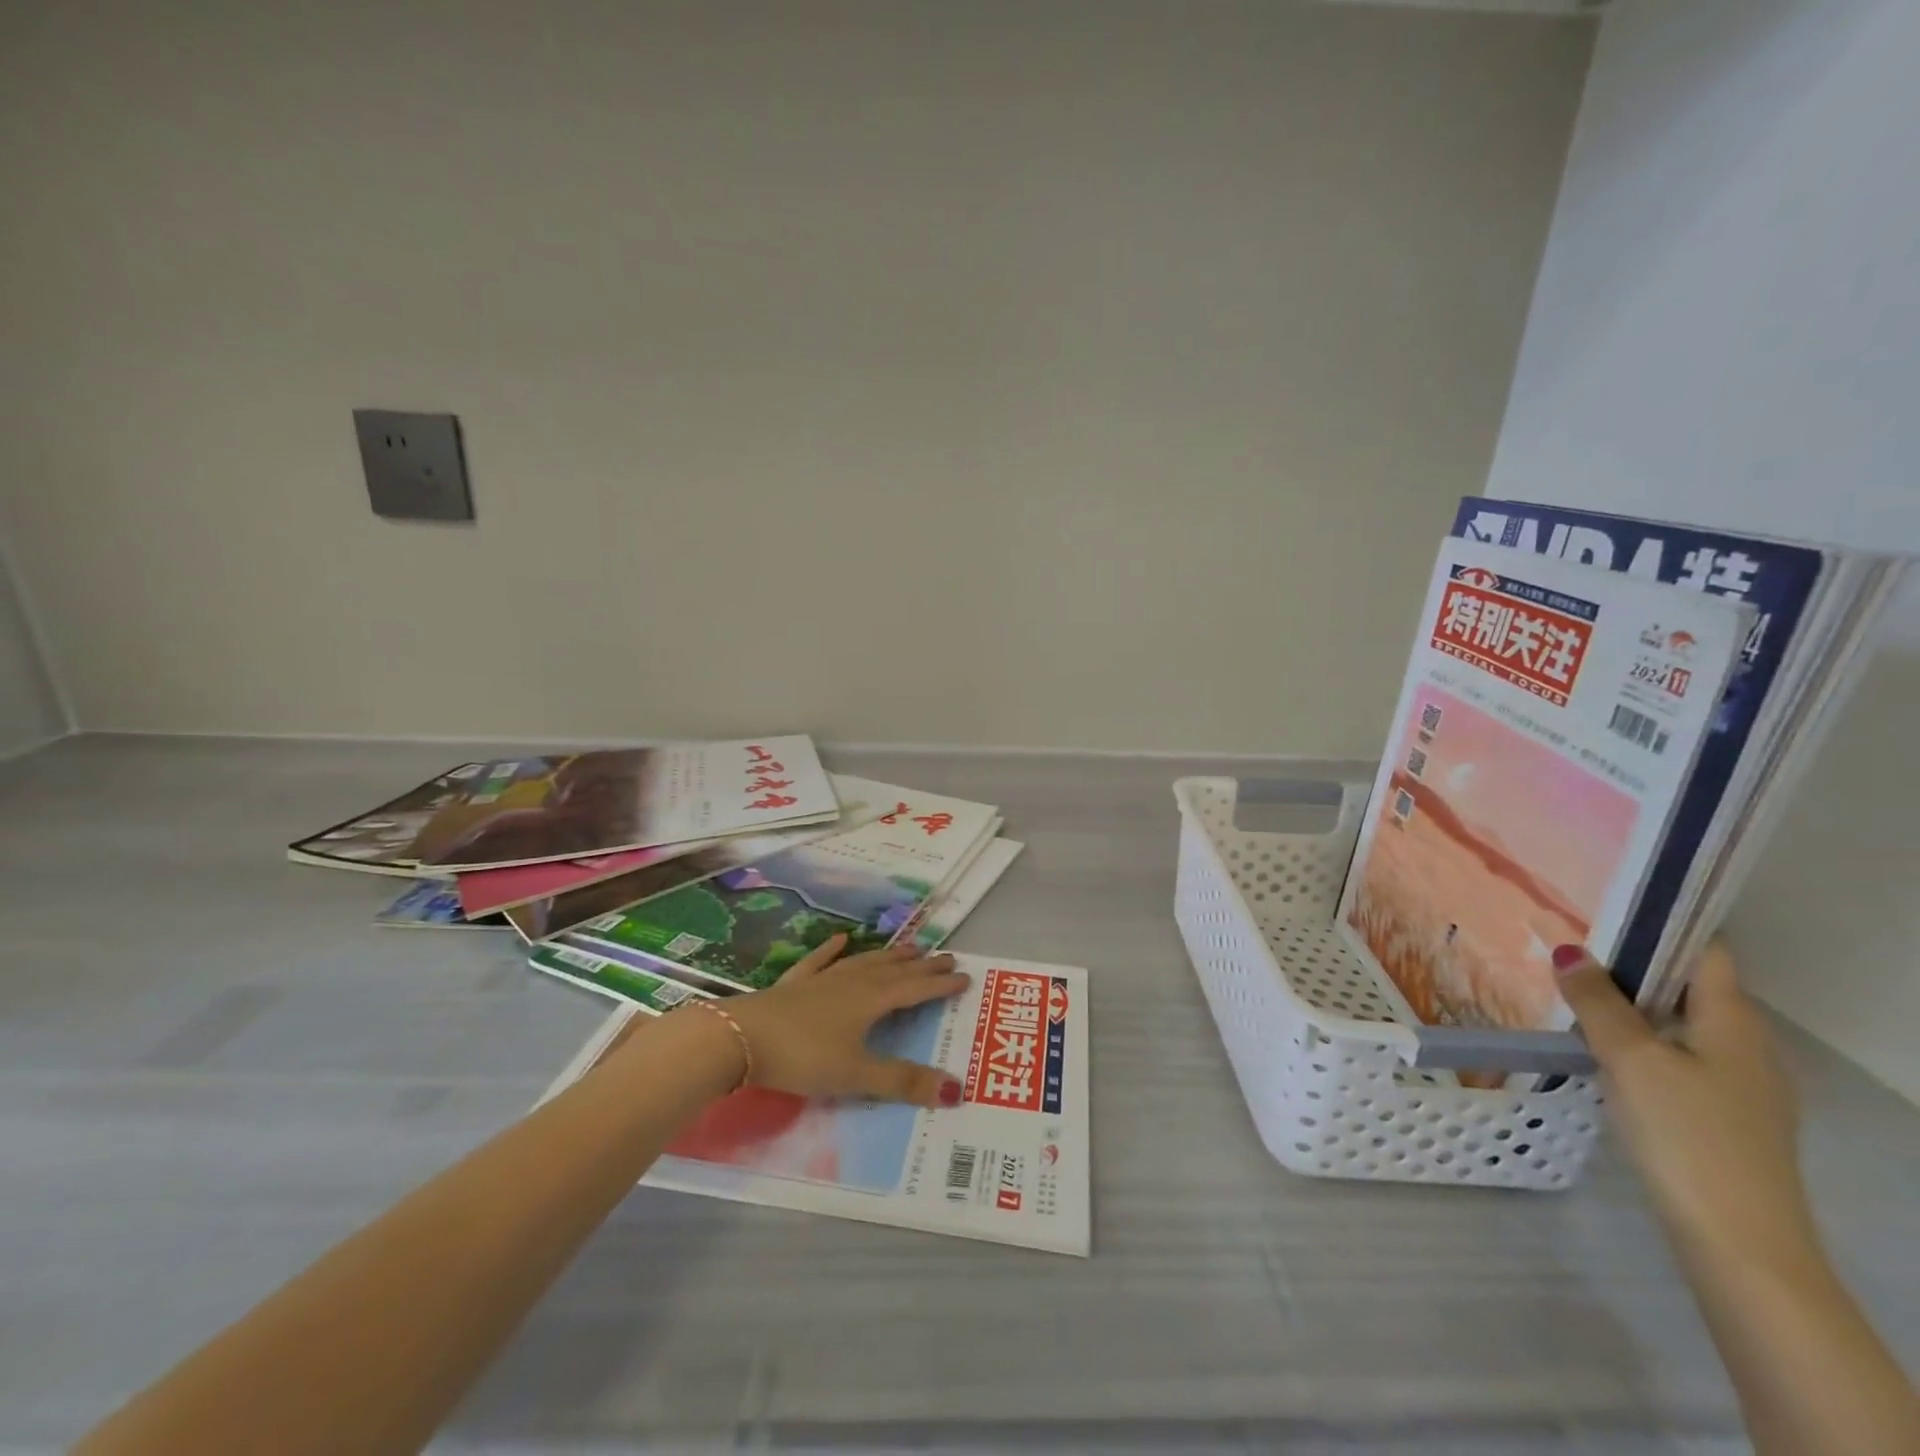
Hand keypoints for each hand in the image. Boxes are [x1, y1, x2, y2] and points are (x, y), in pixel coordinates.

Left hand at [722, 934, 970, 1108]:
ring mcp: (821, 979)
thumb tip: (956, 1090)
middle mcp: (852, 982)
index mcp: (871, 1001)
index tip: (965, 976)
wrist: (740, 1038)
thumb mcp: (856, 1076)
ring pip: (864, 962)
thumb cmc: (803, 1057)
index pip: (915, 989)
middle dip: (922, 966)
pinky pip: (820, 961)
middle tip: (946, 956)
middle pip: (894, 971)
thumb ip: (902, 1082)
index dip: (940, 985)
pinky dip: (833, 949)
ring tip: (910, 947)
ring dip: (889, 956)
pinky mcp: (794, 984)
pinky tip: (842, 938)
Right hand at [1555, 939, 1820, 1271]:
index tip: (1606, 906)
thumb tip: (1569, 950)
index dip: (1663, 924)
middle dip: (1633, 963)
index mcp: (1734, 1023)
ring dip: (1631, 1004)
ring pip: (1679, 1023)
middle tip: (1571, 945)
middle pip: (1689, 986)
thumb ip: (1597, 1002)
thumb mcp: (1630, 1058)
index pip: (1706, 951)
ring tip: (1573, 991)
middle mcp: (1746, 1046)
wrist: (1738, 1241)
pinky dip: (1639, 1040)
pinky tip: (1598, 1049)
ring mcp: (1739, 1085)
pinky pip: (1676, 1056)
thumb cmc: (1687, 1134)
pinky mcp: (1721, 1115)